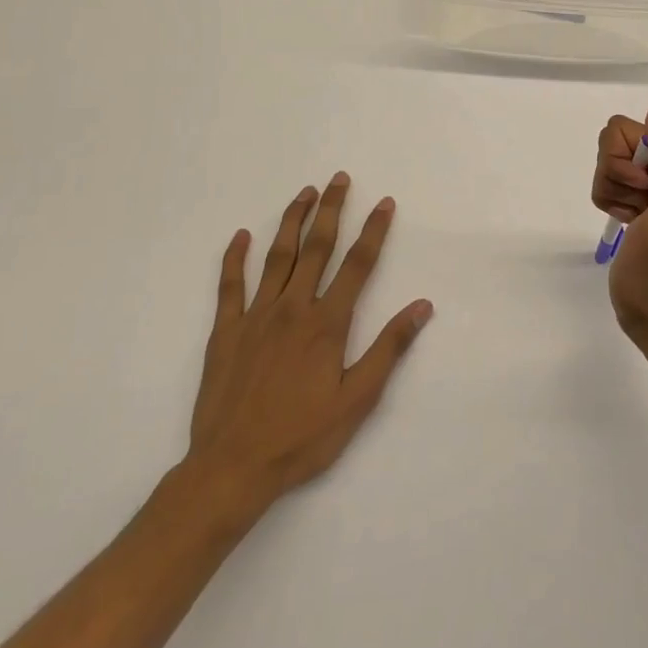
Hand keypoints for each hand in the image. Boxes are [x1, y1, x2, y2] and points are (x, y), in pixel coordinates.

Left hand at [182, 174, 432, 530]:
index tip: (384, 202)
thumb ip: (389, 348)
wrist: (231, 469)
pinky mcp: (225, 332)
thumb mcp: (358, 399)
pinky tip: (240, 236)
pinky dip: (234, 258)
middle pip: (317, 248)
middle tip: (338, 178)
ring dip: (292, 221)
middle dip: (331, 210)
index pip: (358, 265)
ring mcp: (256, 317)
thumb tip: (422, 306)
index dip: (373, 231)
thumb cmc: (302, 437)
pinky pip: (229, 286)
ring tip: (304, 193)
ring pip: (277, 257)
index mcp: (327, 323)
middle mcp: (293, 308)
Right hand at [591, 106, 647, 350]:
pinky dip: (609, 203)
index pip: (627, 128)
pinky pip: (606, 182)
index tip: (643, 193)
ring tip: (634, 220)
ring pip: (607, 163)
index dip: (624, 161)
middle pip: (613, 143)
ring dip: (612, 192)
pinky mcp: (639, 199)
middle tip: (638, 208)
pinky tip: (627, 224)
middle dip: (615, 176)